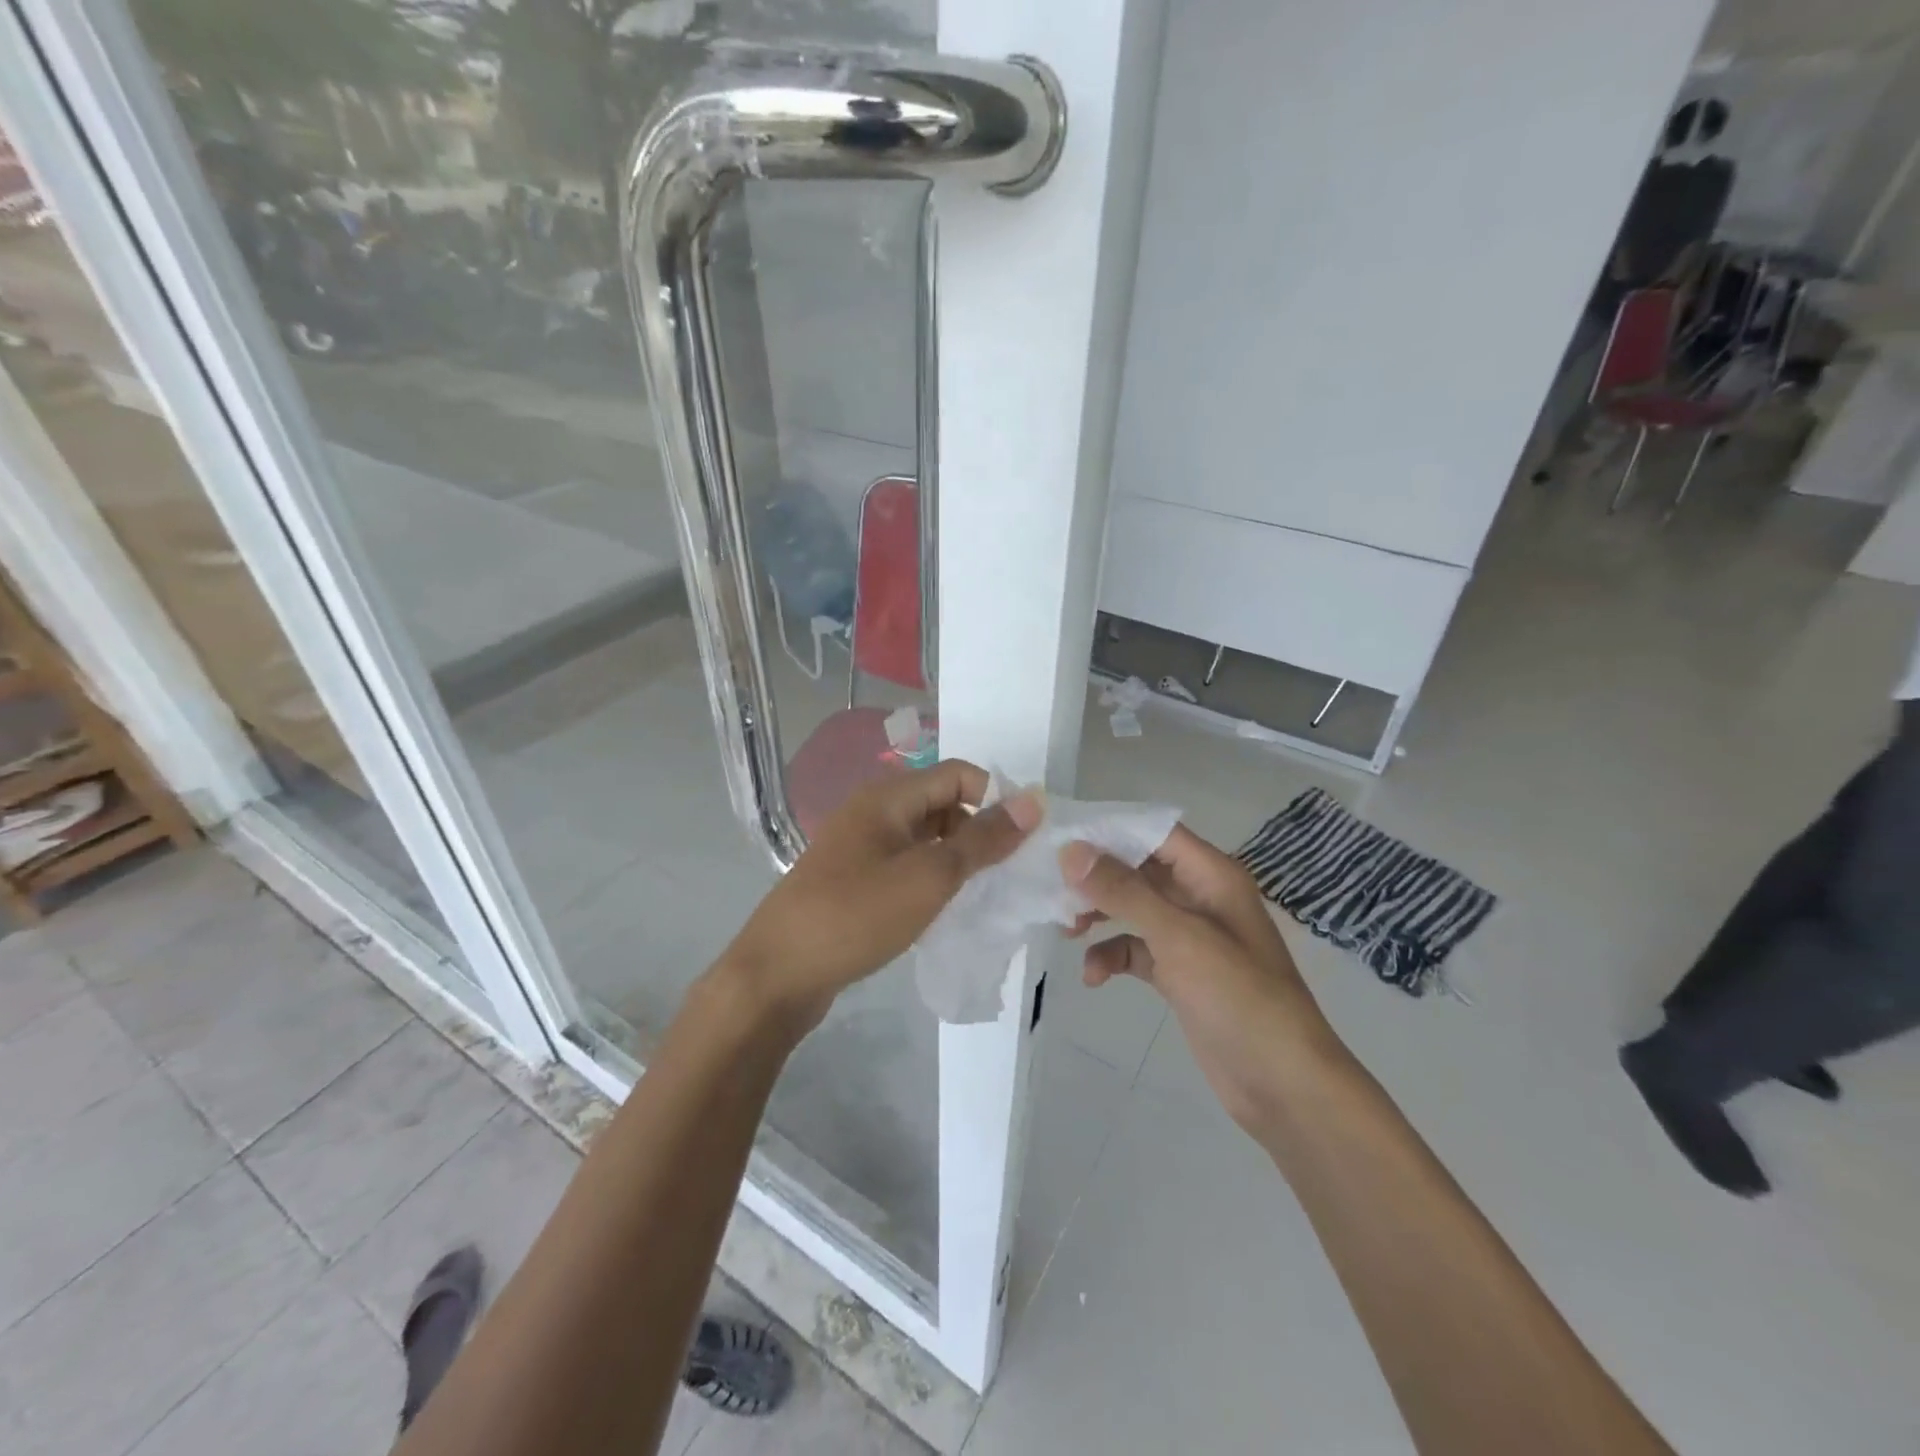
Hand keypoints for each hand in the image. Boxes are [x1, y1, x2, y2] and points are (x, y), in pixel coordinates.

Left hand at [719, 760, 1040, 1033]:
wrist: (777, 974)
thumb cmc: (855, 916)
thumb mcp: (929, 876)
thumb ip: (983, 839)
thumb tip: (1033, 801)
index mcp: (888, 797)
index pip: (959, 774)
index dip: (996, 798)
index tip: (1025, 840)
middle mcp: (874, 812)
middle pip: (943, 804)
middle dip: (979, 832)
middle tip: (1007, 874)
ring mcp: (861, 847)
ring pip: (926, 839)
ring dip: (958, 859)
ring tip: (983, 896)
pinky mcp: (855, 880)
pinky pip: (907, 865)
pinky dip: (932, 880)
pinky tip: (947, 911)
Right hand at [1060, 826, 1341, 1132]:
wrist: (1284, 1086)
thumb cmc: (1239, 997)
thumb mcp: (1179, 937)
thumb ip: (1124, 891)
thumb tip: (1072, 851)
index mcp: (1211, 875)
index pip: (1154, 832)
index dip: (1109, 829)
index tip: (1060, 838)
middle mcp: (1200, 897)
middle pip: (1138, 868)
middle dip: (1096, 877)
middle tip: (1052, 888)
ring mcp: (1190, 937)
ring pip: (1133, 908)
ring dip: (1099, 914)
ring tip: (1067, 930)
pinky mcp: (1180, 973)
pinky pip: (1136, 949)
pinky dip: (1112, 956)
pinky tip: (1094, 976)